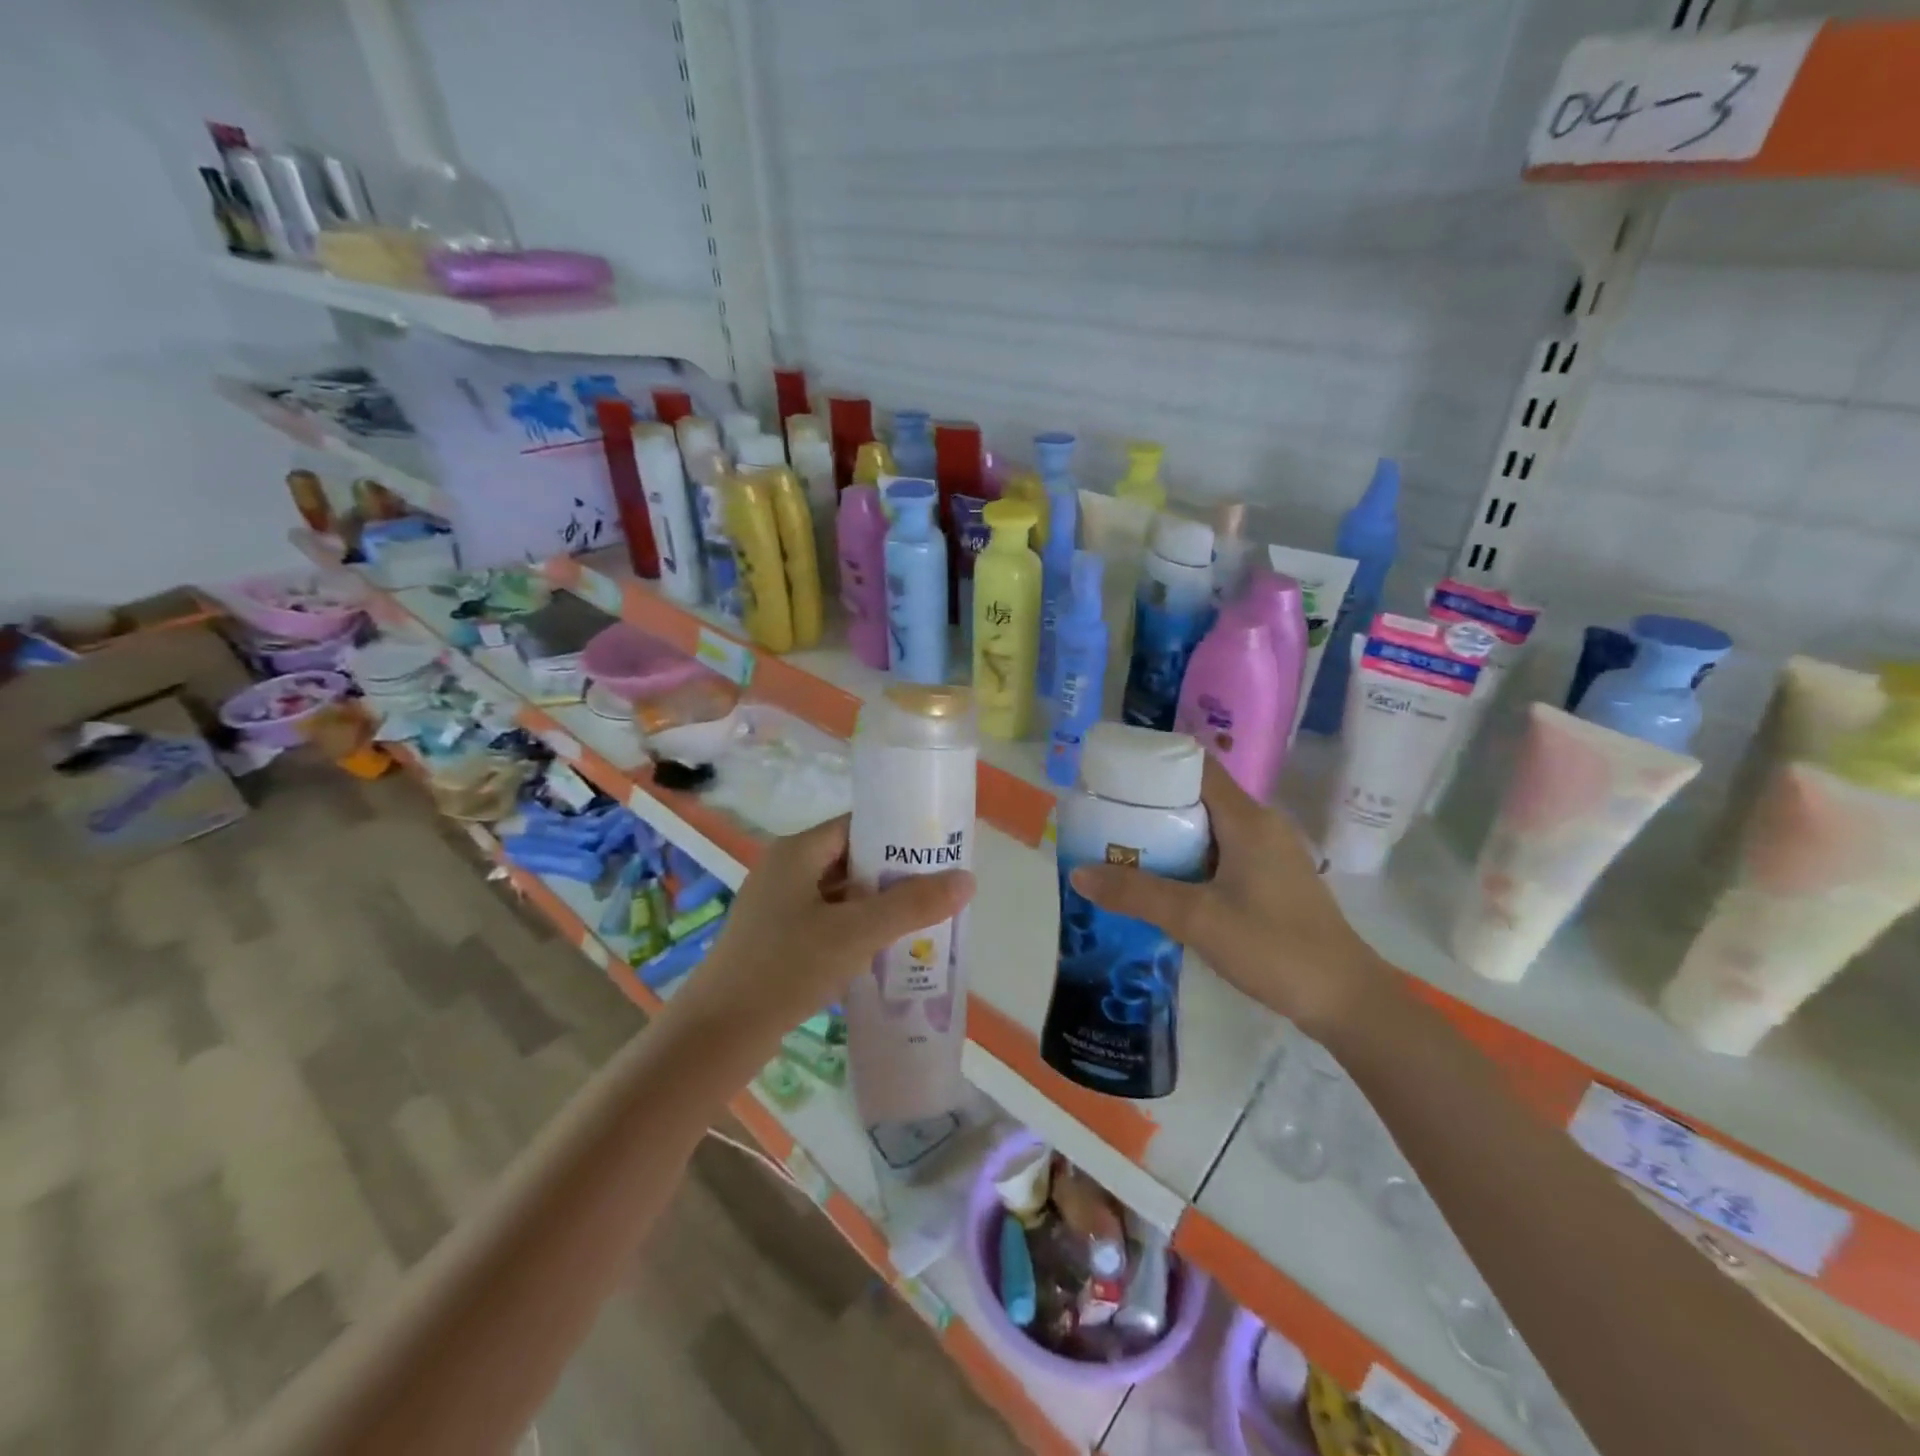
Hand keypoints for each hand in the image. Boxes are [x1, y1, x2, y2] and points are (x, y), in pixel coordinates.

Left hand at [674, 814, 975, 1042]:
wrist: (717, 1034)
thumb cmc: (786, 968)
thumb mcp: (856, 933)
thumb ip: (912, 905)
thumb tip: (967, 879)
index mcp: (797, 852)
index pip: (857, 826)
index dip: (898, 834)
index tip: (938, 851)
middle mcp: (786, 870)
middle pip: (852, 859)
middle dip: (895, 874)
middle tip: (939, 888)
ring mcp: (778, 907)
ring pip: (841, 894)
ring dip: (878, 905)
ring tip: (924, 918)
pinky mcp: (777, 940)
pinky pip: (828, 922)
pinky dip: (857, 929)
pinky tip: (886, 949)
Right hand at [1068, 757, 1389, 1035]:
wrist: (1346, 1000)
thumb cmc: (1274, 947)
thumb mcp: (1197, 919)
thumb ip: (1136, 894)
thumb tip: (1078, 873)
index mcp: (1247, 818)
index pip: (1196, 767)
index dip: (1154, 765)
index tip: (1112, 777)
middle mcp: (1260, 826)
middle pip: (1197, 797)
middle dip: (1150, 806)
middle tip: (1105, 820)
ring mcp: (1269, 854)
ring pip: (1208, 830)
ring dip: (1167, 837)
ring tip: (1121, 850)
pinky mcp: (1271, 881)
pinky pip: (1220, 855)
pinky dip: (1188, 861)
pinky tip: (1161, 885)